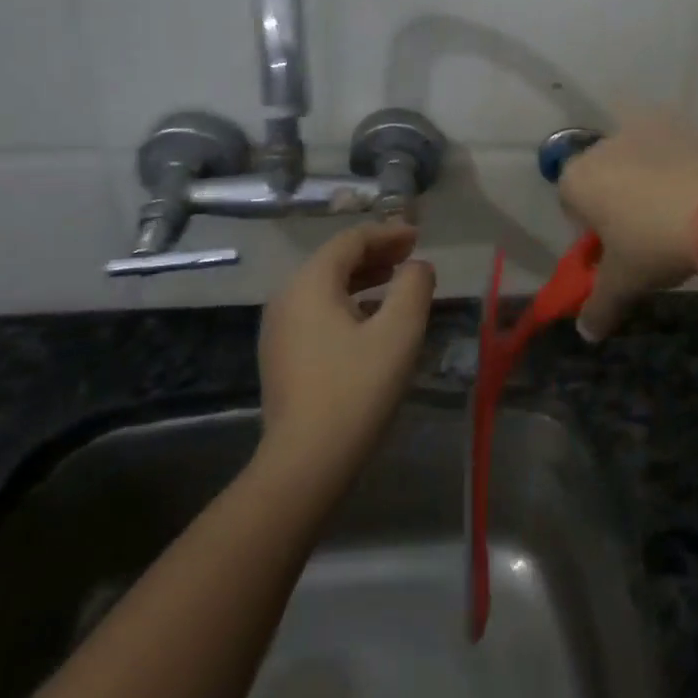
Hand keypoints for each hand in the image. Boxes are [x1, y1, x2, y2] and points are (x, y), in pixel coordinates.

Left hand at [256, 222, 435, 485]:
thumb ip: (414, 288)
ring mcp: (279, 329)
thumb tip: (417, 267)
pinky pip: (317, 313)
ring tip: (396, 284)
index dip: (387, 234)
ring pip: (325, 288)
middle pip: (334, 261)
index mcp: (310, 284)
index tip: (418, 236)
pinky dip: (347, 304)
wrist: (305, 463)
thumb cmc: (356, 389)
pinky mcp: (282, 356)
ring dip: (362, 279)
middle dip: (375, 254)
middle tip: (410, 257)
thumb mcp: (399, 332)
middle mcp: (287, 298)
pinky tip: (371, 322)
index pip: (350, 241)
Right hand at [557, 106, 697, 340]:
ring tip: (678, 215)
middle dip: (617, 199)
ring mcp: (647, 128)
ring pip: (638, 159)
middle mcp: (605, 144)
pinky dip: (680, 167)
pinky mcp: (685, 124)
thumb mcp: (624, 283)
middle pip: (603, 174)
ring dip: (648, 181)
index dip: (588, 226)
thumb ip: (599, 306)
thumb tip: (587, 333)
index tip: (613, 247)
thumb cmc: (655, 244)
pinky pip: (673, 149)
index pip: (570, 200)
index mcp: (579, 178)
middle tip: (644, 233)